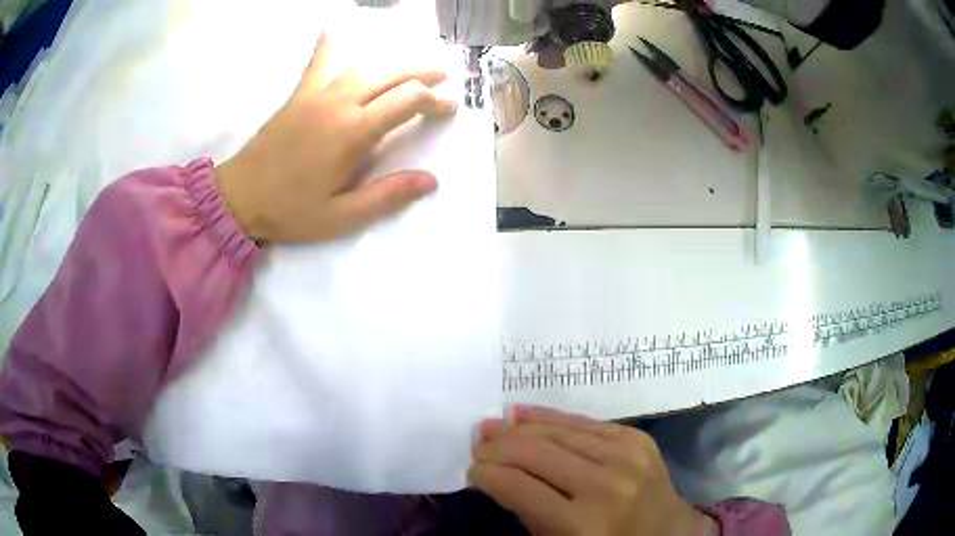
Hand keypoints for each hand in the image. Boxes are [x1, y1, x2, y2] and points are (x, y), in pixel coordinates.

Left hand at [214, 33, 455, 243]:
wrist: (239, 198)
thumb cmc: (290, 211)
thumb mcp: (341, 217)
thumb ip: (387, 196)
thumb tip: (430, 180)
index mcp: (353, 132)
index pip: (407, 101)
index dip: (434, 101)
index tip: (449, 108)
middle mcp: (338, 103)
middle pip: (390, 75)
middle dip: (421, 75)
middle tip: (442, 79)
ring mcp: (316, 95)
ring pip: (363, 67)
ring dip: (392, 64)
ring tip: (411, 69)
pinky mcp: (298, 96)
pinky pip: (316, 64)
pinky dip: (326, 46)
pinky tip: (331, 29)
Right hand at [468, 406, 718, 535]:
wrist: (666, 532)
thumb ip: (527, 514)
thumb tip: (495, 476)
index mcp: (582, 525)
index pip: (518, 487)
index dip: (486, 475)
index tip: (472, 471)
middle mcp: (605, 486)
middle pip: (535, 453)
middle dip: (497, 447)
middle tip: (477, 445)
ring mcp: (626, 457)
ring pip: (557, 431)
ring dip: (518, 428)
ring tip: (494, 426)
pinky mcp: (637, 439)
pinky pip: (584, 422)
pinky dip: (550, 417)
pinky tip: (525, 415)